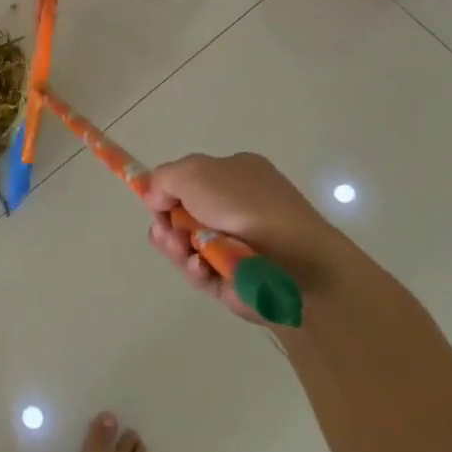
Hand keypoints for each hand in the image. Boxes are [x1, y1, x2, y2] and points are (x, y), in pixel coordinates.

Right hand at [142, 153, 342, 323]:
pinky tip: (200, 267)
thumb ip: (163, 179)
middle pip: (182, 215)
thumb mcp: (194, 171)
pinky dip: (194, 269)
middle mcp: (238, 207)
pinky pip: (201, 272)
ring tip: (182, 251)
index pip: (191, 181)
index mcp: (236, 175)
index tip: (155, 202)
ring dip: (175, 247)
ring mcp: (238, 244)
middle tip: (166, 232)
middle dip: (167, 224)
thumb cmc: (245, 205)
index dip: (168, 191)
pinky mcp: (236, 279)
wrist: (296, 262)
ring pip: (186, 245)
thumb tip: (154, 197)